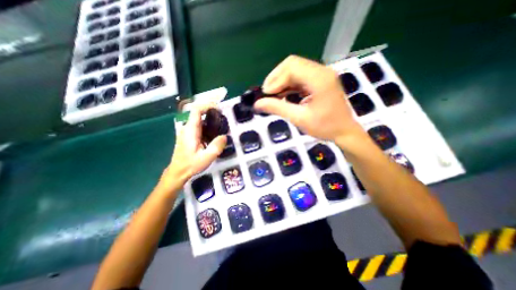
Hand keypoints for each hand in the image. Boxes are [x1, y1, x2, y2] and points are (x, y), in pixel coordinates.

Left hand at [161, 103, 225, 190]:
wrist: (178, 172)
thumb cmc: (190, 165)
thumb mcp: (206, 157)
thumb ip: (216, 146)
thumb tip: (225, 136)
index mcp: (190, 130)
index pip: (196, 110)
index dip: (207, 105)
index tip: (219, 108)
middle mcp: (188, 128)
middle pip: (199, 113)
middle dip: (212, 113)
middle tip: (224, 119)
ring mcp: (188, 132)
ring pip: (201, 120)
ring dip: (211, 121)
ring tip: (222, 127)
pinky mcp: (190, 136)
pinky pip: (200, 127)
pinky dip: (209, 127)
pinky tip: (215, 135)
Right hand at [256, 55, 364, 144]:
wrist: (344, 132)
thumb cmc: (325, 127)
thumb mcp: (299, 119)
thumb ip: (278, 108)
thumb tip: (257, 104)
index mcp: (319, 79)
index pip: (291, 67)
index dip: (275, 79)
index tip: (266, 96)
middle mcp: (322, 71)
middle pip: (292, 64)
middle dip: (276, 78)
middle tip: (268, 95)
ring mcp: (321, 74)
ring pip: (295, 69)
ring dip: (281, 81)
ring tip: (273, 96)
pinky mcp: (320, 80)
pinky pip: (300, 77)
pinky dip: (289, 84)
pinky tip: (284, 95)